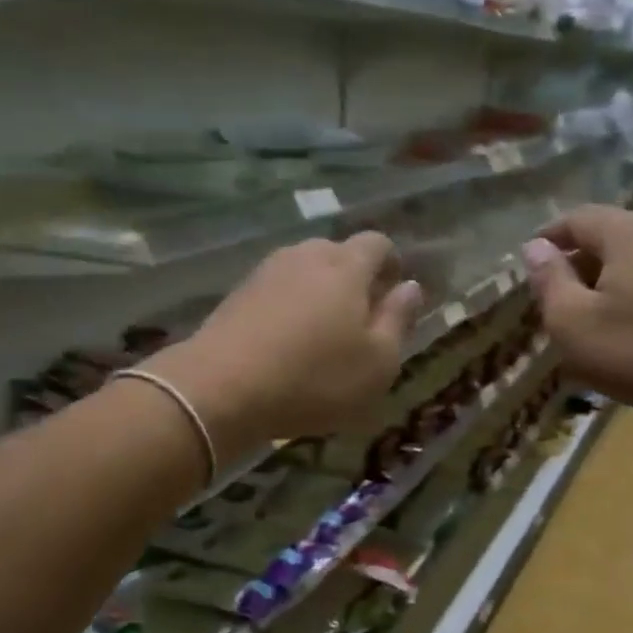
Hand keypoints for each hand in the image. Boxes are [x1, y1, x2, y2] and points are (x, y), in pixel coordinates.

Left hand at [149, 233, 423, 459]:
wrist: (222, 389)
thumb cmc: (315, 378)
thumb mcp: (378, 362)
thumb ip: (399, 320)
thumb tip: (411, 286)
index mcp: (347, 266)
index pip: (378, 243)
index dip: (392, 264)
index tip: (395, 293)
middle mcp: (306, 256)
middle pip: (339, 254)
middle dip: (355, 280)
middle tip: (361, 321)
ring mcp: (266, 272)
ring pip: (305, 272)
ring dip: (320, 295)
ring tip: (323, 335)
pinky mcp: (237, 294)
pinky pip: (277, 292)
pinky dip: (290, 309)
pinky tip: (287, 344)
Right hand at [522, 206, 632, 418]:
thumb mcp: (573, 322)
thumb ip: (549, 281)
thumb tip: (535, 247)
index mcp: (626, 232)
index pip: (577, 218)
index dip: (549, 237)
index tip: (529, 263)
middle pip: (609, 236)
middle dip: (577, 262)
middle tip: (554, 298)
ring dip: (606, 281)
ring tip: (588, 318)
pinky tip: (627, 330)